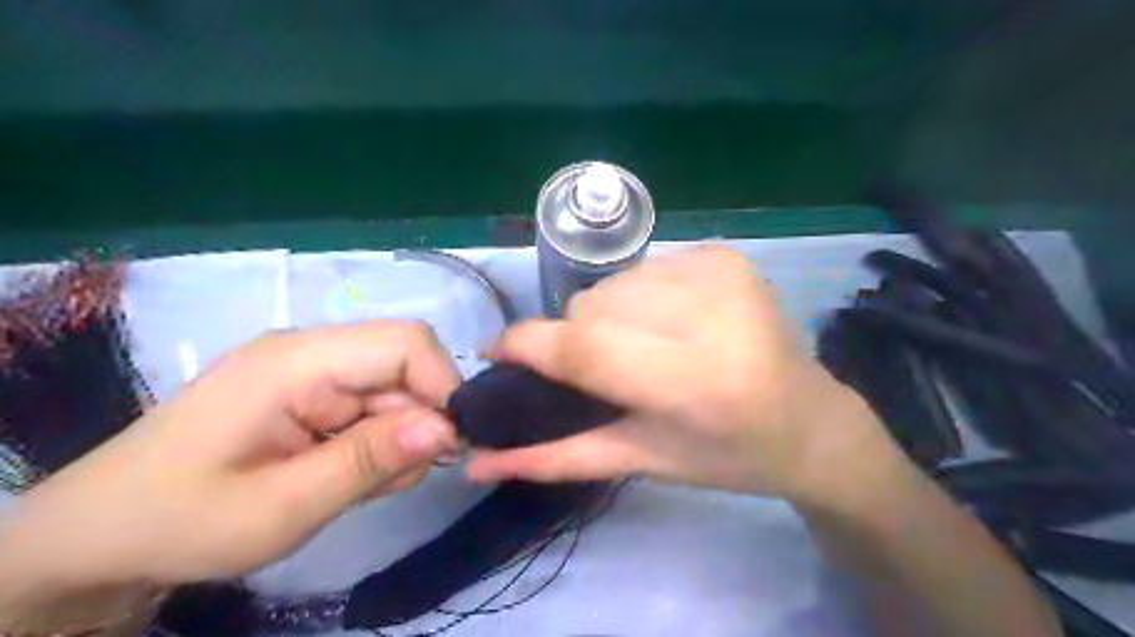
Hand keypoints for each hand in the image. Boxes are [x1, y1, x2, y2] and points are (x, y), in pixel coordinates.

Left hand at [0, 323, 460, 615]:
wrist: (99, 537)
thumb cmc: (181, 521)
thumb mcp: (282, 506)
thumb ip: (370, 461)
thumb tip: (448, 428)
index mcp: (298, 361)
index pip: (405, 343)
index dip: (442, 385)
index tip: (448, 445)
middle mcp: (312, 352)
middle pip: (405, 366)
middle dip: (418, 422)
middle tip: (396, 479)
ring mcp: (312, 372)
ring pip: (396, 390)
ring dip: (399, 438)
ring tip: (360, 485)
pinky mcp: (312, 393)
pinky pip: (374, 406)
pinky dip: (380, 442)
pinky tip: (349, 474)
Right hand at [465, 246, 890, 499]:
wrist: (810, 421)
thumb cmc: (726, 456)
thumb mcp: (641, 461)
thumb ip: (556, 458)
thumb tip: (477, 461)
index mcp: (691, 380)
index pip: (582, 345)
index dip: (525, 345)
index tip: (494, 353)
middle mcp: (708, 314)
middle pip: (591, 307)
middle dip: (577, 339)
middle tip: (603, 371)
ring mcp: (719, 272)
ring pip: (611, 284)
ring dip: (608, 316)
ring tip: (642, 347)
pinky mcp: (725, 254)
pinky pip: (644, 267)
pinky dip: (639, 296)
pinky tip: (670, 323)